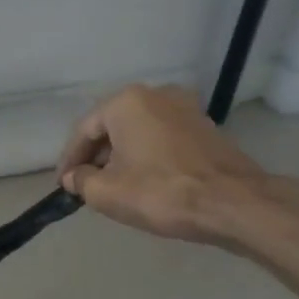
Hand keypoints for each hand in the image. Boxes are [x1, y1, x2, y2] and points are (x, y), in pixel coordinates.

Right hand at [58, 85, 270, 244]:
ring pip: (138, 131)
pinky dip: (147, 155)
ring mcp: (185, 108)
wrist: (234, 204)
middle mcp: (155, 94)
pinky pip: (162, 137)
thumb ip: (81, 181)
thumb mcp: (106, 192)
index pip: (83, 131)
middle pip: (111, 127)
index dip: (69, 160)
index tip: (63, 185)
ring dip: (121, 155)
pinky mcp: (206, 127)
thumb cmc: (161, 192)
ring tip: (113, 184)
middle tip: (86, 184)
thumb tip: (75, 177)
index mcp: (125, 102)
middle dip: (95, 156)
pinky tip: (144, 179)